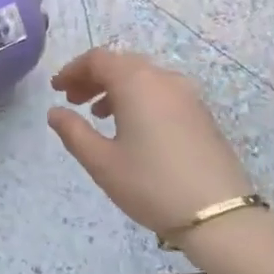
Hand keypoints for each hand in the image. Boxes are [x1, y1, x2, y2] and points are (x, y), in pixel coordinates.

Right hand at [47, 47, 254, 238]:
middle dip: (93, 77)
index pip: (98, 58)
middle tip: (73, 101)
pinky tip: (132, 128)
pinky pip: (162, 92)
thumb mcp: (101, 162)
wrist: (218, 214)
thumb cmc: (150, 184)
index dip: (73, 70)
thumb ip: (73, 132)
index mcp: (136, 82)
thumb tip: (55, 112)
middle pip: (122, 63)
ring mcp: (187, 95)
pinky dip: (139, 98)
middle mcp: (164, 79)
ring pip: (144, 77)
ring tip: (99, 115)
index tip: (56, 90)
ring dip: (116, 88)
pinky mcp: (201, 114)